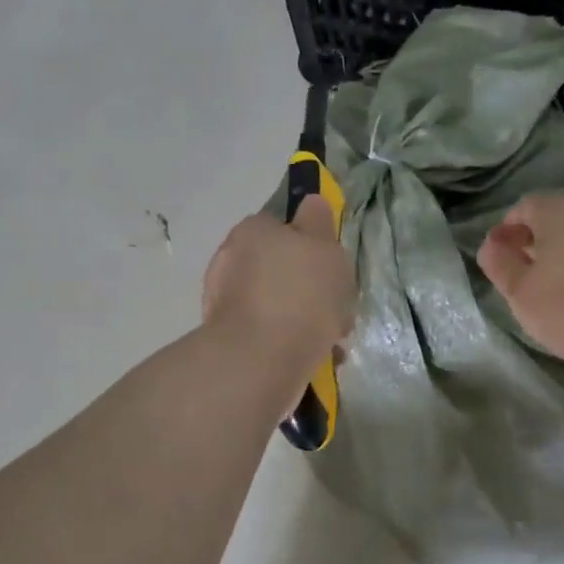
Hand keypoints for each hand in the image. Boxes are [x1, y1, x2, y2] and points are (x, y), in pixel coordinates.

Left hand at [202, 196, 354, 382]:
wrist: (260, 360)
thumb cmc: (300, 294)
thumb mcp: (324, 247)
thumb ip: (319, 223)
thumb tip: (311, 203)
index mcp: (251, 231)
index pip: (282, 227)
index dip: (311, 246)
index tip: (333, 270)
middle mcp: (231, 261)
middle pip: (280, 269)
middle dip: (309, 289)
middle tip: (337, 310)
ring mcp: (225, 302)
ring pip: (277, 304)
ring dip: (303, 319)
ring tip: (332, 343)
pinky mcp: (228, 339)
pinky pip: (269, 334)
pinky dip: (289, 343)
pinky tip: (313, 358)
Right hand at [478, 194, 563, 376]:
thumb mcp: (522, 294)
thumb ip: (500, 265)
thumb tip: (491, 244)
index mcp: (559, 211)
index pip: (525, 207)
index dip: (508, 230)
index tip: (502, 259)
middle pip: (558, 217)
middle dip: (539, 241)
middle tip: (529, 277)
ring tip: (563, 290)